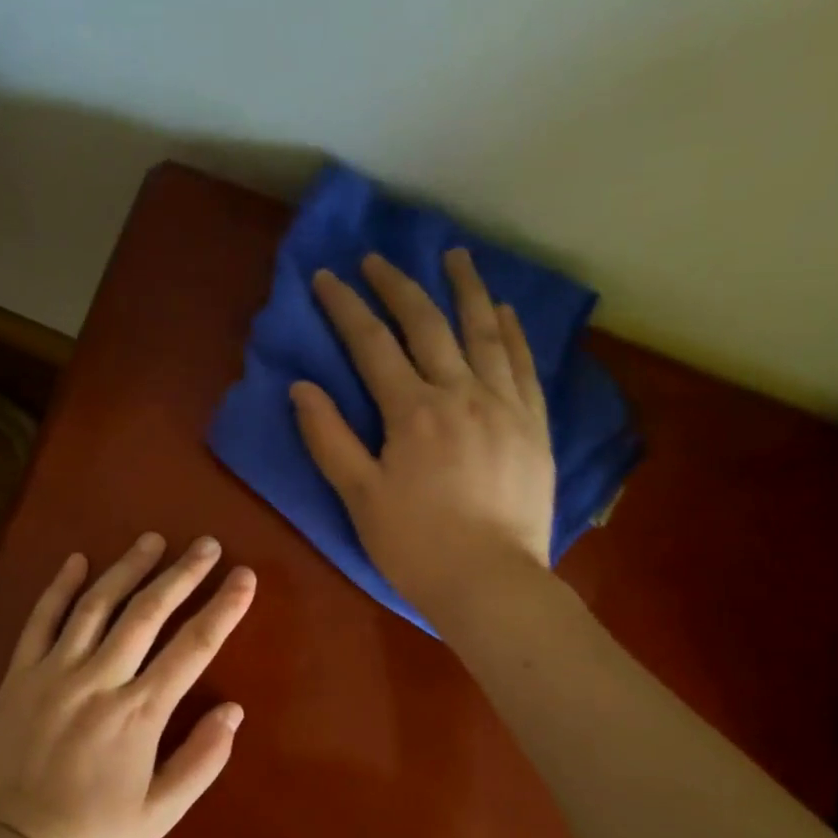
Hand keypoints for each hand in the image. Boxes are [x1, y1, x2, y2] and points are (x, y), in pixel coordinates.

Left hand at [0, 533, 256, 837]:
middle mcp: (100, 680)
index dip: (224, 608)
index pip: (194, 647)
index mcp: (140, 712)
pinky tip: (77, 561)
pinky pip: (41, 620)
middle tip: (206, 545)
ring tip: (152, 540)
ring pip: (97, 605)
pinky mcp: (19, 675)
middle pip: (148, 612)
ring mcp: (55, 672)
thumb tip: (234, 710)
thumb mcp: (162, 811)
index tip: (245, 577)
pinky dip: (59, 587)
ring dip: (127, 568)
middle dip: (182, 574)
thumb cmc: (95, 833)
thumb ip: (202, 759)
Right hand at [290, 248, 555, 623]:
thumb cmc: (415, 546)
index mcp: (412, 412)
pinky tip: (504, 310)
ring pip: (484, 332)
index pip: (372, 344)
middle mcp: (460, 393)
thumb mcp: (359, 498)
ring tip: (455, 256)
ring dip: (465, 289)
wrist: (490, 582)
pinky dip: (512, 331)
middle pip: (427, 325)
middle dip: (398, 286)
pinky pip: (524, 363)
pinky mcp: (534, 425)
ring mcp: (504, 405)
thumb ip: (329, 439)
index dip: (346, 307)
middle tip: (379, 258)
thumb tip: (303, 388)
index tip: (328, 276)